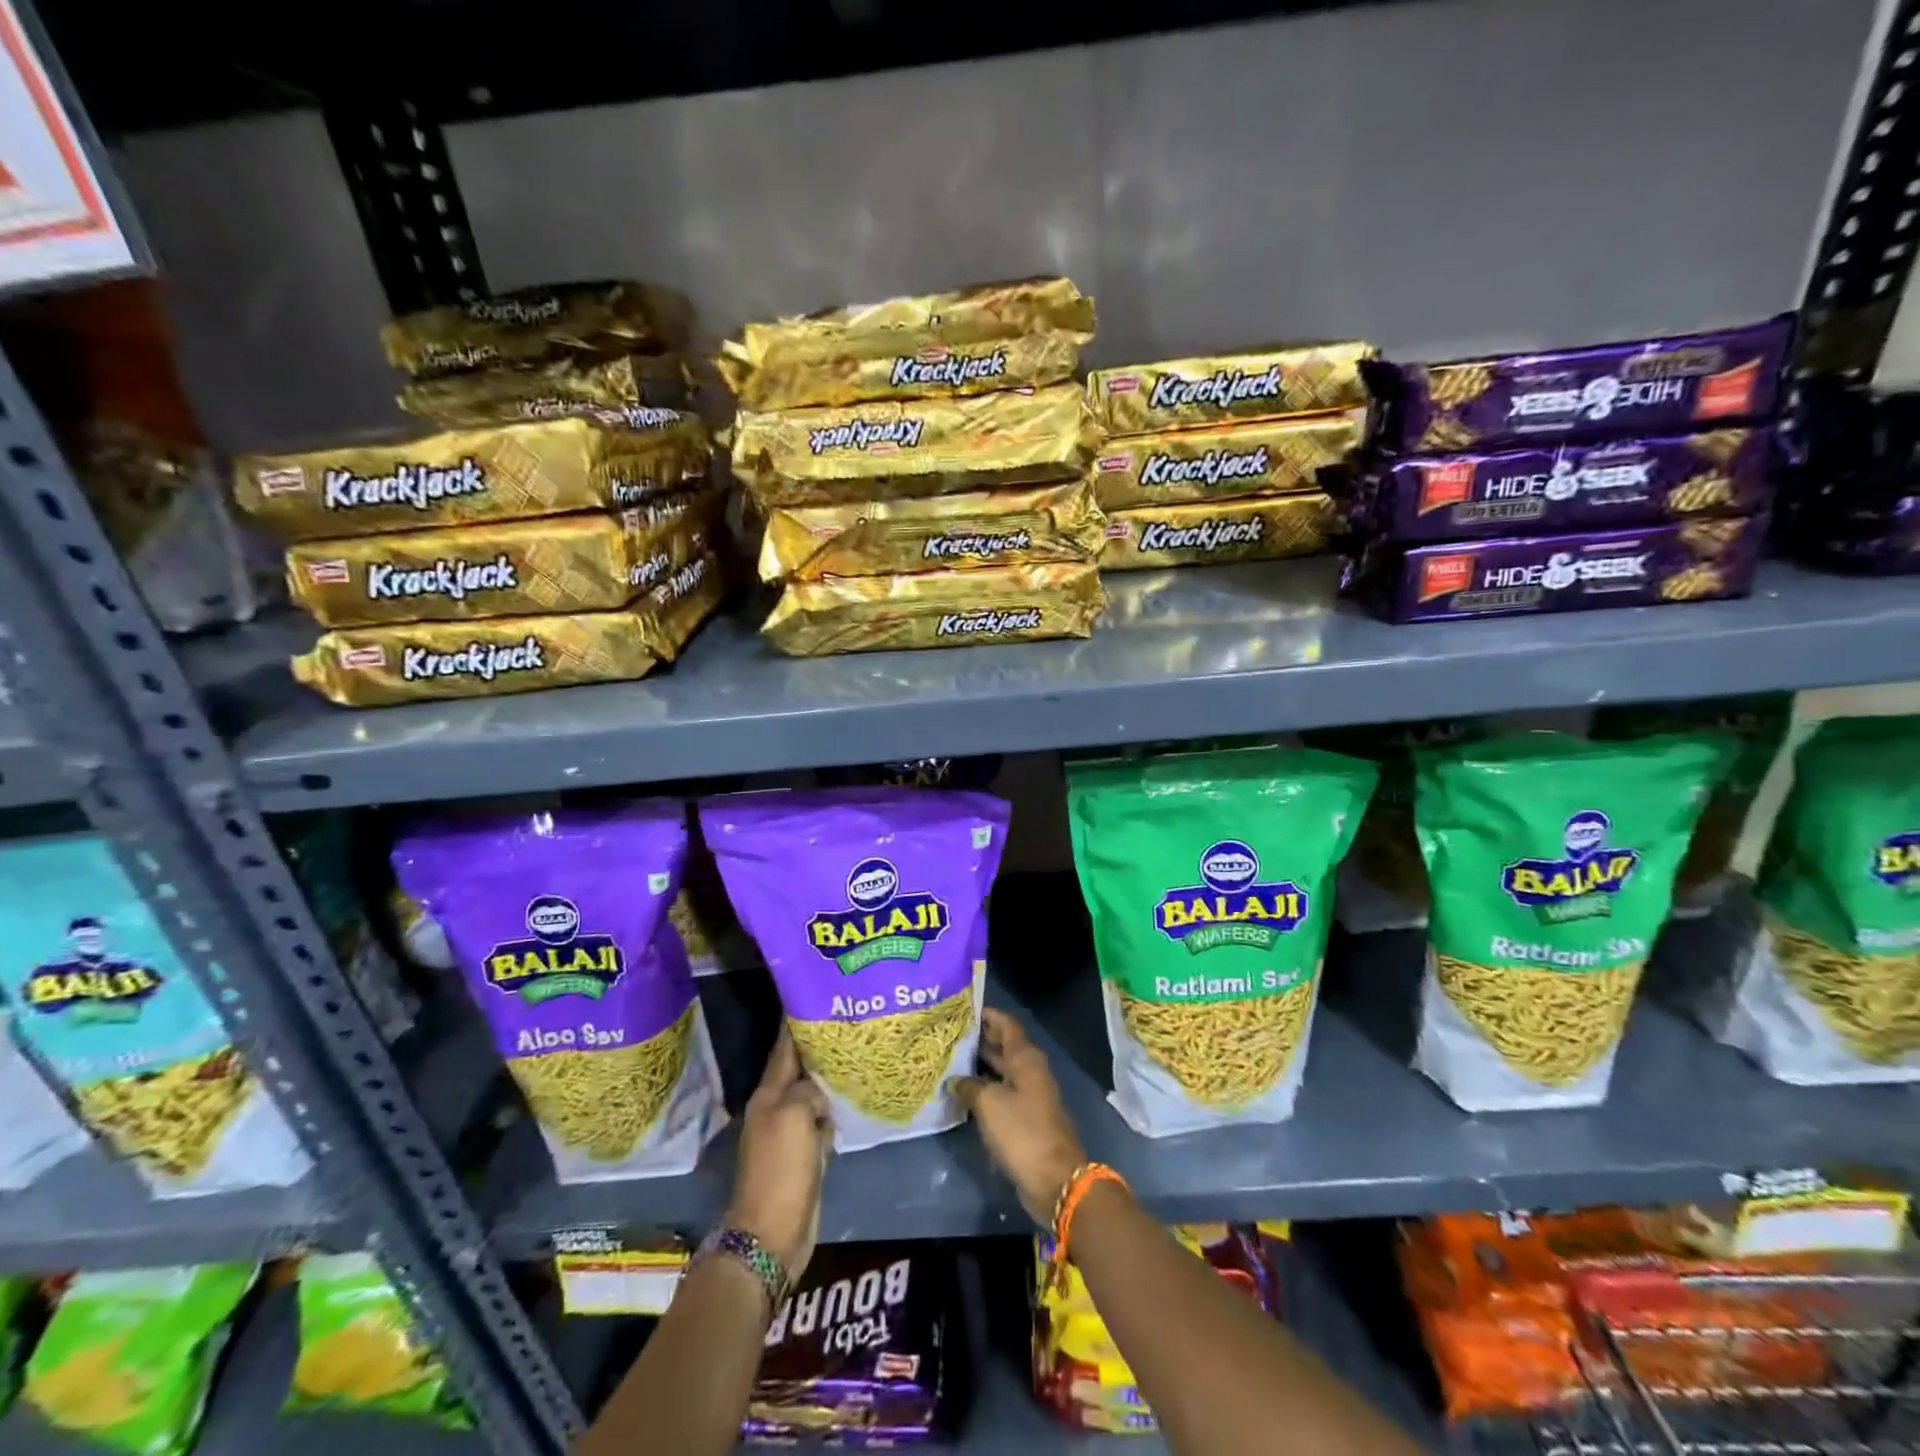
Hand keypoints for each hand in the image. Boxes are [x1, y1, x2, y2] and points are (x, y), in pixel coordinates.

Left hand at [726, 1027, 831, 1279]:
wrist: (772, 1233)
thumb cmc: (781, 1169)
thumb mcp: (795, 1116)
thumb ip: (808, 1091)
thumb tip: (820, 1091)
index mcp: (768, 1095)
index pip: (784, 1049)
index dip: (795, 1023)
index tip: (813, 997)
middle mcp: (776, 1108)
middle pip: (799, 1069)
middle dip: (817, 1047)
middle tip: (846, 1023)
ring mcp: (790, 1132)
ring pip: (812, 1094)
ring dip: (828, 1078)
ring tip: (854, 1055)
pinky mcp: (804, 1154)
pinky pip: (821, 1121)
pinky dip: (833, 1108)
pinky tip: (851, 1098)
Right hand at [950, 1007, 1087, 1224]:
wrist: (1055, 1180)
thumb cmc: (1023, 1132)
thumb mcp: (990, 1104)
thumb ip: (969, 1086)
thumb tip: (954, 1080)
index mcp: (1026, 1058)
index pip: (1006, 1024)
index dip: (986, 1014)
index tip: (962, 1008)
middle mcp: (1029, 1071)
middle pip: (1002, 1046)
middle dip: (978, 1039)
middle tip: (947, 1034)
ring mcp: (1028, 1095)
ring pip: (1000, 1071)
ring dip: (978, 1066)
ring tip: (947, 1060)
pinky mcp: (1024, 1119)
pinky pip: (1000, 1094)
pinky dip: (983, 1090)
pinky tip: (961, 1093)